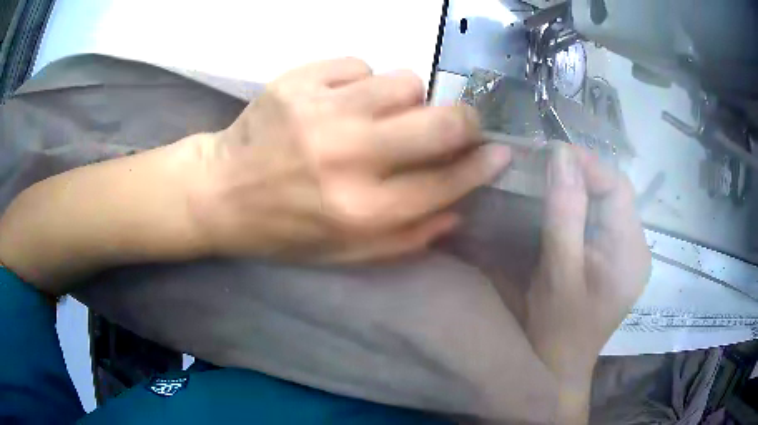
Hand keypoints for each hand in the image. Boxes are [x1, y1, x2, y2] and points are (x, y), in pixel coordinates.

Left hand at [189, 58, 510, 262]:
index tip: (501, 151)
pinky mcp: (297, 82)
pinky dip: (362, 81)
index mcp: (362, 212)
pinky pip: (359, 65)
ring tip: (382, 114)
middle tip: (459, 123)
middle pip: (440, 123)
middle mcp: (348, 160)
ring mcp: (321, 113)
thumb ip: (407, 237)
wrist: (221, 192)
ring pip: (405, 82)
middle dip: (465, 120)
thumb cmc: (284, 229)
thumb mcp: (345, 253)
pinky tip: (341, 100)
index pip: (446, 182)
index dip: (483, 165)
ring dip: (406, 99)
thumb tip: (460, 209)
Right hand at [524, 144, 650, 421]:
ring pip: (605, 204)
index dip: (586, 165)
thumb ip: (564, 215)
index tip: (548, 153)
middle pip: (613, 193)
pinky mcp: (612, 261)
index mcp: (631, 252)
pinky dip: (577, 208)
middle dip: (579, 175)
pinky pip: (598, 221)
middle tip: (540, 166)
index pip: (618, 188)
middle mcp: (635, 248)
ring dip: (576, 189)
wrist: (557, 370)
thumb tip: (561, 154)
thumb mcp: (559, 275)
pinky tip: (556, 209)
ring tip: (544, 181)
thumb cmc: (557, 332)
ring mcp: (625, 255)